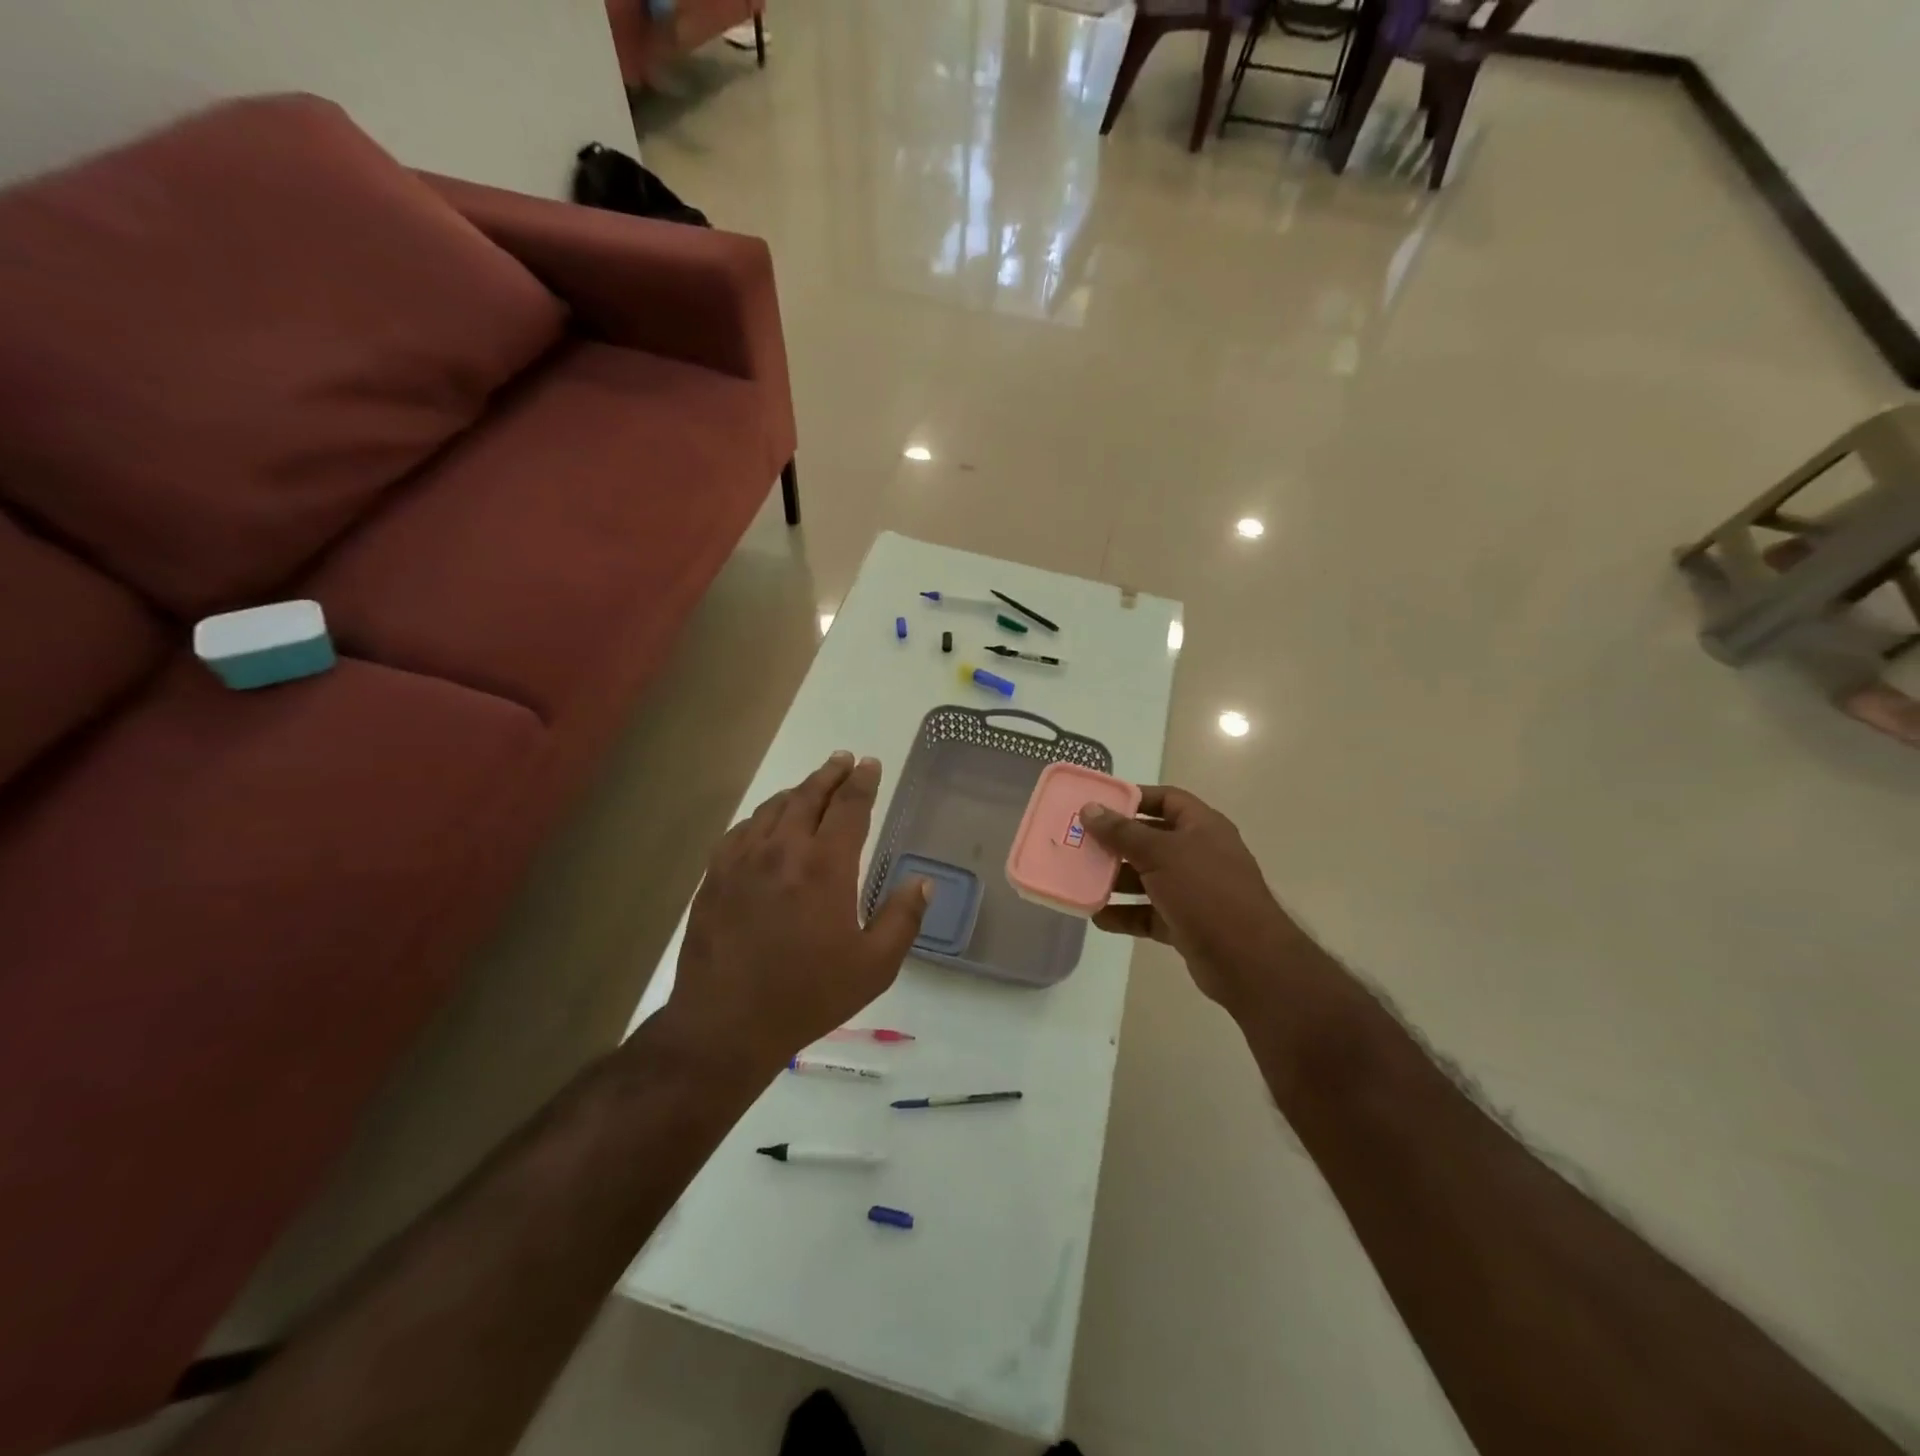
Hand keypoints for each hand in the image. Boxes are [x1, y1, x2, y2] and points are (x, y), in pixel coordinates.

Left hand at [665, 752, 928, 1075]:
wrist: (724, 1024)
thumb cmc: (807, 996)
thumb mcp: (874, 967)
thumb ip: (903, 919)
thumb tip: (923, 882)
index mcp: (825, 866)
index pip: (849, 806)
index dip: (863, 782)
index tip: (871, 764)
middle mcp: (783, 849)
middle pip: (810, 795)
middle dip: (831, 773)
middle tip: (844, 759)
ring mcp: (743, 859)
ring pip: (774, 807)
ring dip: (799, 790)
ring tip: (813, 785)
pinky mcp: (716, 874)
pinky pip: (743, 829)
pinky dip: (764, 815)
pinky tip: (768, 822)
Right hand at [1082, 786, 1304, 1017]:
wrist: (1246, 960)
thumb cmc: (1205, 891)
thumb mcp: (1160, 854)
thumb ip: (1122, 832)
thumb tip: (1090, 808)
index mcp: (1202, 827)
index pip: (1166, 799)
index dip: (1134, 798)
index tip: (1098, 804)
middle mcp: (1199, 854)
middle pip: (1151, 839)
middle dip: (1116, 842)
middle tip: (1079, 842)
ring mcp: (1193, 891)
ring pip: (1147, 878)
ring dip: (1116, 880)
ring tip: (1080, 878)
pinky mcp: (1185, 923)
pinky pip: (1148, 913)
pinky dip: (1125, 914)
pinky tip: (1097, 917)